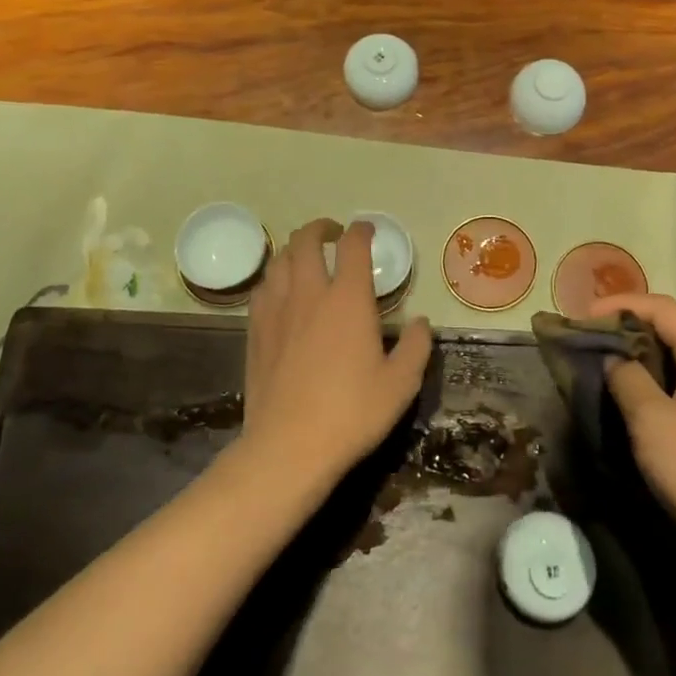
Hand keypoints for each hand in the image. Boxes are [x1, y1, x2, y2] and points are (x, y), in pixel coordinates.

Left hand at [240, 218, 433, 488]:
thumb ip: (415, 346)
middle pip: (306, 241)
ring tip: (306, 256)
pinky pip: (262, 289)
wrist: (288, 447)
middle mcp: (310, 294)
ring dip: (295, 249)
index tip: (367, 230)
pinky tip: (282, 291)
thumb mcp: (401, 384)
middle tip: (333, 233)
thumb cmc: (352, 413)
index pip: (352, 246)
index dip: (361, 231)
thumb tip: (419, 323)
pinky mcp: (255, 331)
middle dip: (320, 228)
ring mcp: (277, 311)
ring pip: (280, 260)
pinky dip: (275, 278)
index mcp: (348, 300)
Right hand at [588, 292, 675, 554]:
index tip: (580, 317)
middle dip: (625, 327)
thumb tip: (612, 357)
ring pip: (673, 355)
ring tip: (598, 363)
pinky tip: (627, 395)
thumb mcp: (652, 420)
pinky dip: (650, 378)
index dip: (618, 305)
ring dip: (636, 354)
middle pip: (668, 326)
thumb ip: (626, 378)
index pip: (660, 307)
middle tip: (585, 339)